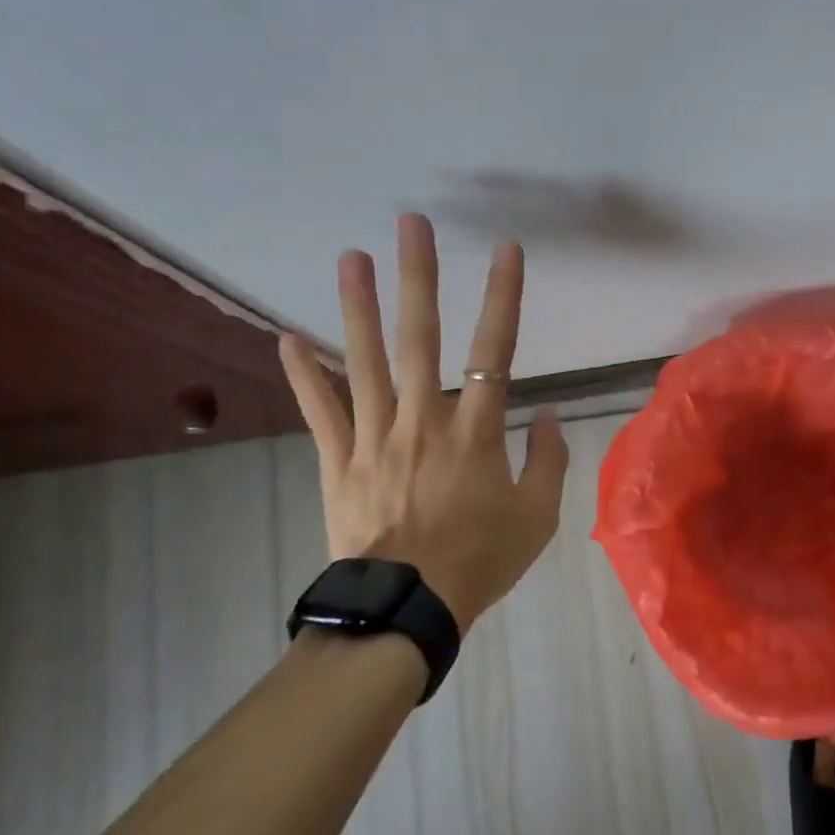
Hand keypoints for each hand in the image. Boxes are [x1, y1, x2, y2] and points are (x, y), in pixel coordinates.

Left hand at [278, 213, 569, 632]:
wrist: (408, 610)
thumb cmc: (480, 561)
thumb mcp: (537, 518)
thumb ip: (547, 461)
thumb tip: (549, 416)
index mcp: (475, 433)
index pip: (496, 352)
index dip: (503, 297)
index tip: (506, 251)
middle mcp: (423, 421)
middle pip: (421, 339)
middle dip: (419, 278)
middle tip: (412, 224)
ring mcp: (375, 439)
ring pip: (365, 363)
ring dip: (358, 308)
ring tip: (350, 257)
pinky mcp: (339, 462)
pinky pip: (320, 413)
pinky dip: (303, 376)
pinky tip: (286, 337)